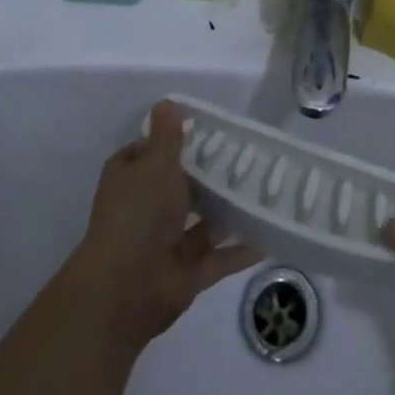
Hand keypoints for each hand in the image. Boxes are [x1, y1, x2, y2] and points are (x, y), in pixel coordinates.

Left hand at [62, 100, 260, 351]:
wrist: (124, 292)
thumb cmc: (138, 214)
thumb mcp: (155, 163)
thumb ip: (167, 135)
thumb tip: (167, 102)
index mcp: (132, 178)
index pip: (154, 151)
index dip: (178, 139)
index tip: (212, 128)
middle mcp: (147, 208)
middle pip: (184, 185)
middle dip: (212, 174)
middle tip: (251, 155)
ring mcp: (168, 243)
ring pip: (205, 220)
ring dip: (230, 209)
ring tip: (267, 189)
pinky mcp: (188, 274)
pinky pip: (220, 257)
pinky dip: (241, 249)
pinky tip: (270, 233)